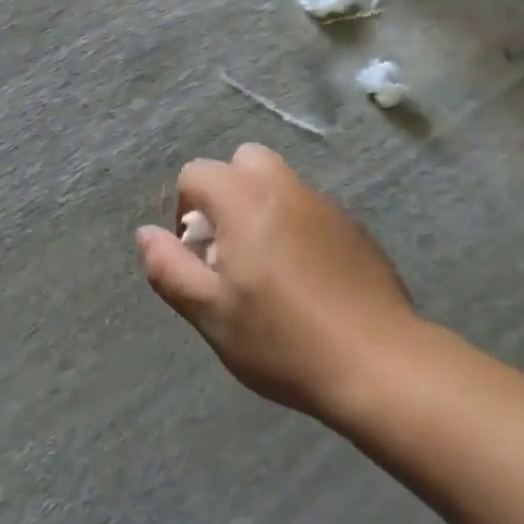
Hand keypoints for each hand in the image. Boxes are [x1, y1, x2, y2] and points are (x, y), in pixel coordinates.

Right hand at [137, 144, 415, 418]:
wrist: (378, 361)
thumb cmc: (283, 339)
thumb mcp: (212, 314)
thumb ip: (170, 269)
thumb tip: (146, 235)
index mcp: (244, 198)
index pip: (196, 173)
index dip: (185, 210)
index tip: (198, 257)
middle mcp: (284, 186)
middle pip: (243, 163)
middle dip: (226, 195)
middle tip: (230, 250)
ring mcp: (324, 202)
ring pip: (279, 183)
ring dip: (262, 209)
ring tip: (267, 268)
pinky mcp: (353, 225)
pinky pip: (309, 209)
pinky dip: (296, 226)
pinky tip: (307, 279)